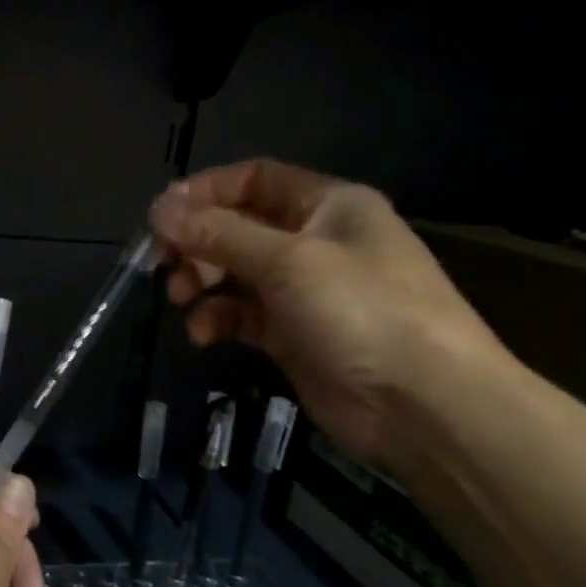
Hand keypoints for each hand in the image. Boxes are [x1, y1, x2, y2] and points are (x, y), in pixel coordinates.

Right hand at [149, 158, 506, 477]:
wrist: (426, 408)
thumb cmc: (363, 312)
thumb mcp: (287, 261)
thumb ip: (219, 234)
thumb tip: (159, 208)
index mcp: (328, 205)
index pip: (255, 179)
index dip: (205, 192)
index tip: (161, 216)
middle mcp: (316, 241)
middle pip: (239, 226)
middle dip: (198, 243)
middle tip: (164, 265)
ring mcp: (306, 292)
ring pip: (236, 273)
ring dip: (202, 282)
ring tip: (182, 301)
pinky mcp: (295, 336)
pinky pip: (244, 316)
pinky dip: (220, 320)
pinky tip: (205, 336)